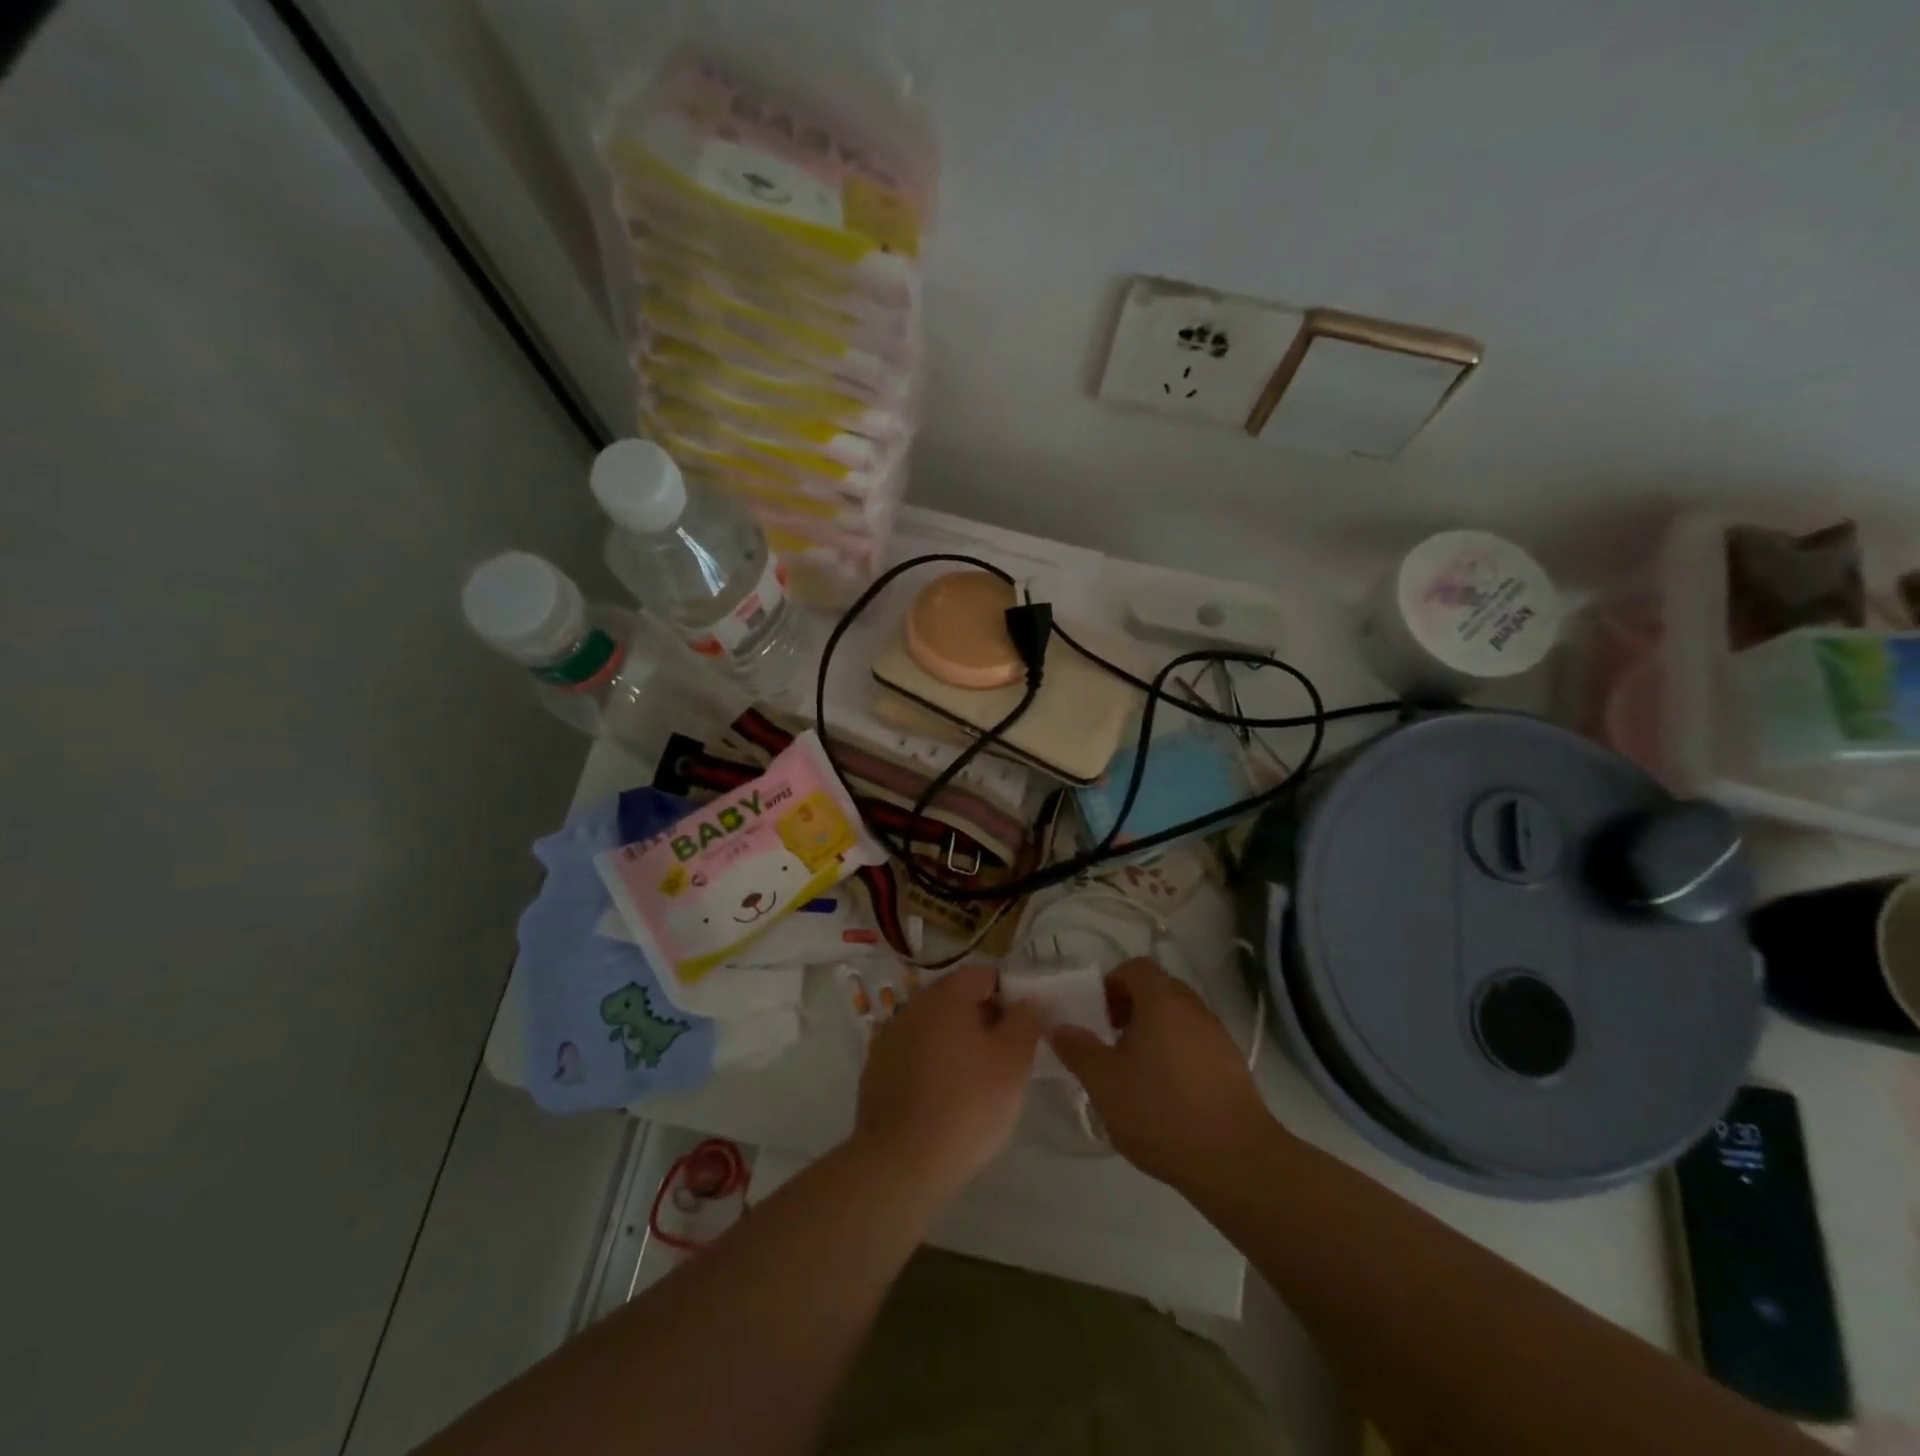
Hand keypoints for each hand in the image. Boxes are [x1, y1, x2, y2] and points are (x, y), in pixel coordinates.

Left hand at [853, 964, 1043, 1202]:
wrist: (900, 1163)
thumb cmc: (966, 1106)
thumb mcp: (1013, 1062)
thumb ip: (1026, 1020)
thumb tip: (1029, 1000)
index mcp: (946, 994)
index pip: (985, 975)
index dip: (1010, 995)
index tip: (1023, 1029)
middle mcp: (914, 1004)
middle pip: (957, 998)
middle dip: (984, 1019)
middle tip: (1005, 1058)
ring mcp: (889, 1035)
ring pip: (935, 1026)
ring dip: (956, 1042)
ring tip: (976, 1082)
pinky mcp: (876, 1067)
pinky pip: (914, 1052)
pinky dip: (932, 1064)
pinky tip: (942, 1097)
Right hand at [1051, 957, 1279, 1191]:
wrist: (1236, 1161)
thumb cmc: (1162, 1112)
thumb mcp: (1105, 1083)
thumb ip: (1078, 1049)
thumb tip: (1058, 1025)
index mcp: (1162, 1001)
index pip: (1136, 968)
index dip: (1112, 984)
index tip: (1098, 1015)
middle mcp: (1193, 1008)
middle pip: (1158, 990)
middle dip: (1131, 1008)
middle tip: (1111, 1042)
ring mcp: (1218, 1036)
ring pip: (1178, 1019)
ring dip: (1154, 1033)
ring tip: (1136, 1072)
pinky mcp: (1233, 1066)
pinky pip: (1196, 1044)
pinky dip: (1176, 1055)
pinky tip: (1166, 1095)